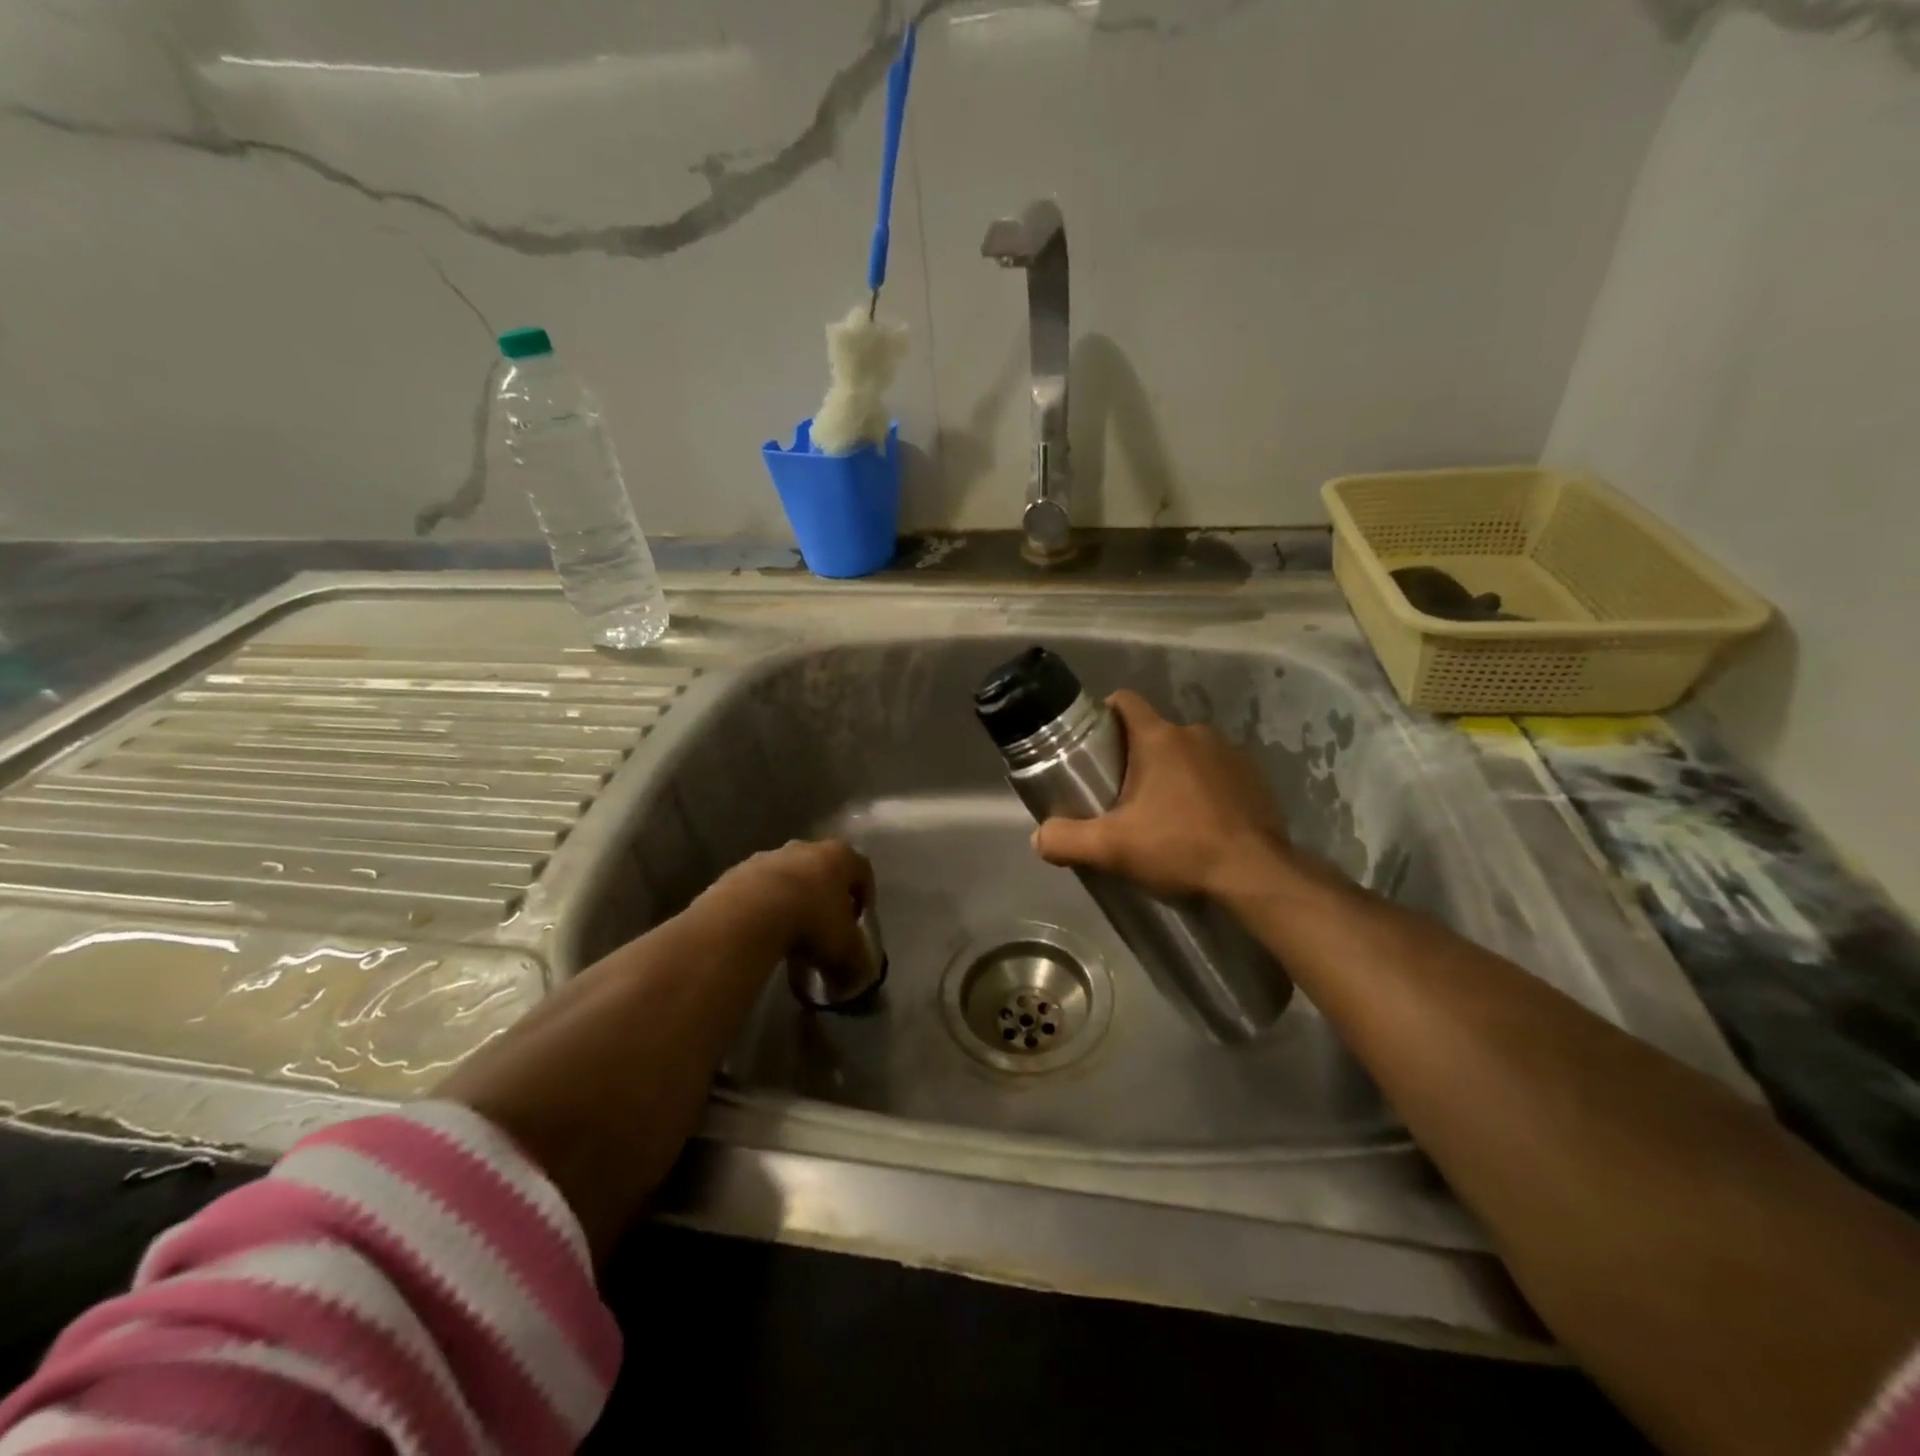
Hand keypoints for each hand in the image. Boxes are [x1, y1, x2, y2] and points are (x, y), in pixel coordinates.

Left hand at [700, 838, 874, 966]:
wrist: (747, 915)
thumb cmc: (811, 923)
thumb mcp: (845, 951)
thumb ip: (857, 963)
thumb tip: (856, 978)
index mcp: (839, 856)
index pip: (863, 870)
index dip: (865, 896)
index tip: (859, 922)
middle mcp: (805, 847)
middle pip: (823, 870)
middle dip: (826, 898)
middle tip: (825, 930)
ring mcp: (768, 857)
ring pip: (788, 878)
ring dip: (792, 901)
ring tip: (789, 937)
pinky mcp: (736, 872)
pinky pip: (757, 891)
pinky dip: (762, 908)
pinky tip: (760, 934)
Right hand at [1032, 690, 1289, 900]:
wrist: (1255, 876)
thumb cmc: (1179, 848)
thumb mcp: (1111, 848)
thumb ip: (1066, 839)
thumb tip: (1039, 837)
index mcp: (1159, 738)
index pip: (1125, 701)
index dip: (1104, 715)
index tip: (1092, 744)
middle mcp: (1197, 734)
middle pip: (1153, 733)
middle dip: (1135, 757)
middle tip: (1121, 795)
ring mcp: (1232, 754)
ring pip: (1187, 754)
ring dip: (1172, 774)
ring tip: (1163, 814)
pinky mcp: (1256, 779)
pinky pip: (1218, 773)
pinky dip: (1204, 790)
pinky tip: (1200, 824)